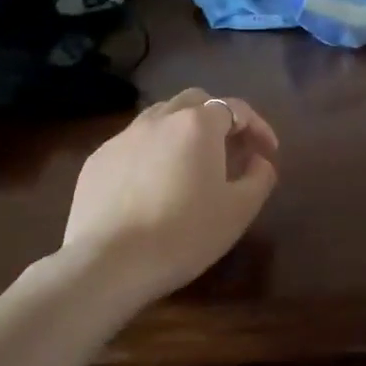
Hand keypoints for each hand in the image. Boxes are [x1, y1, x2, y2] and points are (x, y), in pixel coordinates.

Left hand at [60, 88, 279, 298]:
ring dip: (183, 131)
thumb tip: (259, 161)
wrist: (108, 263)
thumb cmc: (184, 233)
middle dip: (218, 119)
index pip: (236, 108)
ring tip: (191, 163)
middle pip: (195, 102)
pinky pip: (134, 144)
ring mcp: (124, 137)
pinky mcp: (97, 160)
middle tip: (231, 149)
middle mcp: (160, 119)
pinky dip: (153, 153)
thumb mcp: (239, 211)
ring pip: (160, 118)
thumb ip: (260, 177)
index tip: (269, 151)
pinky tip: (154, 185)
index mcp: (197, 125)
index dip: (258, 126)